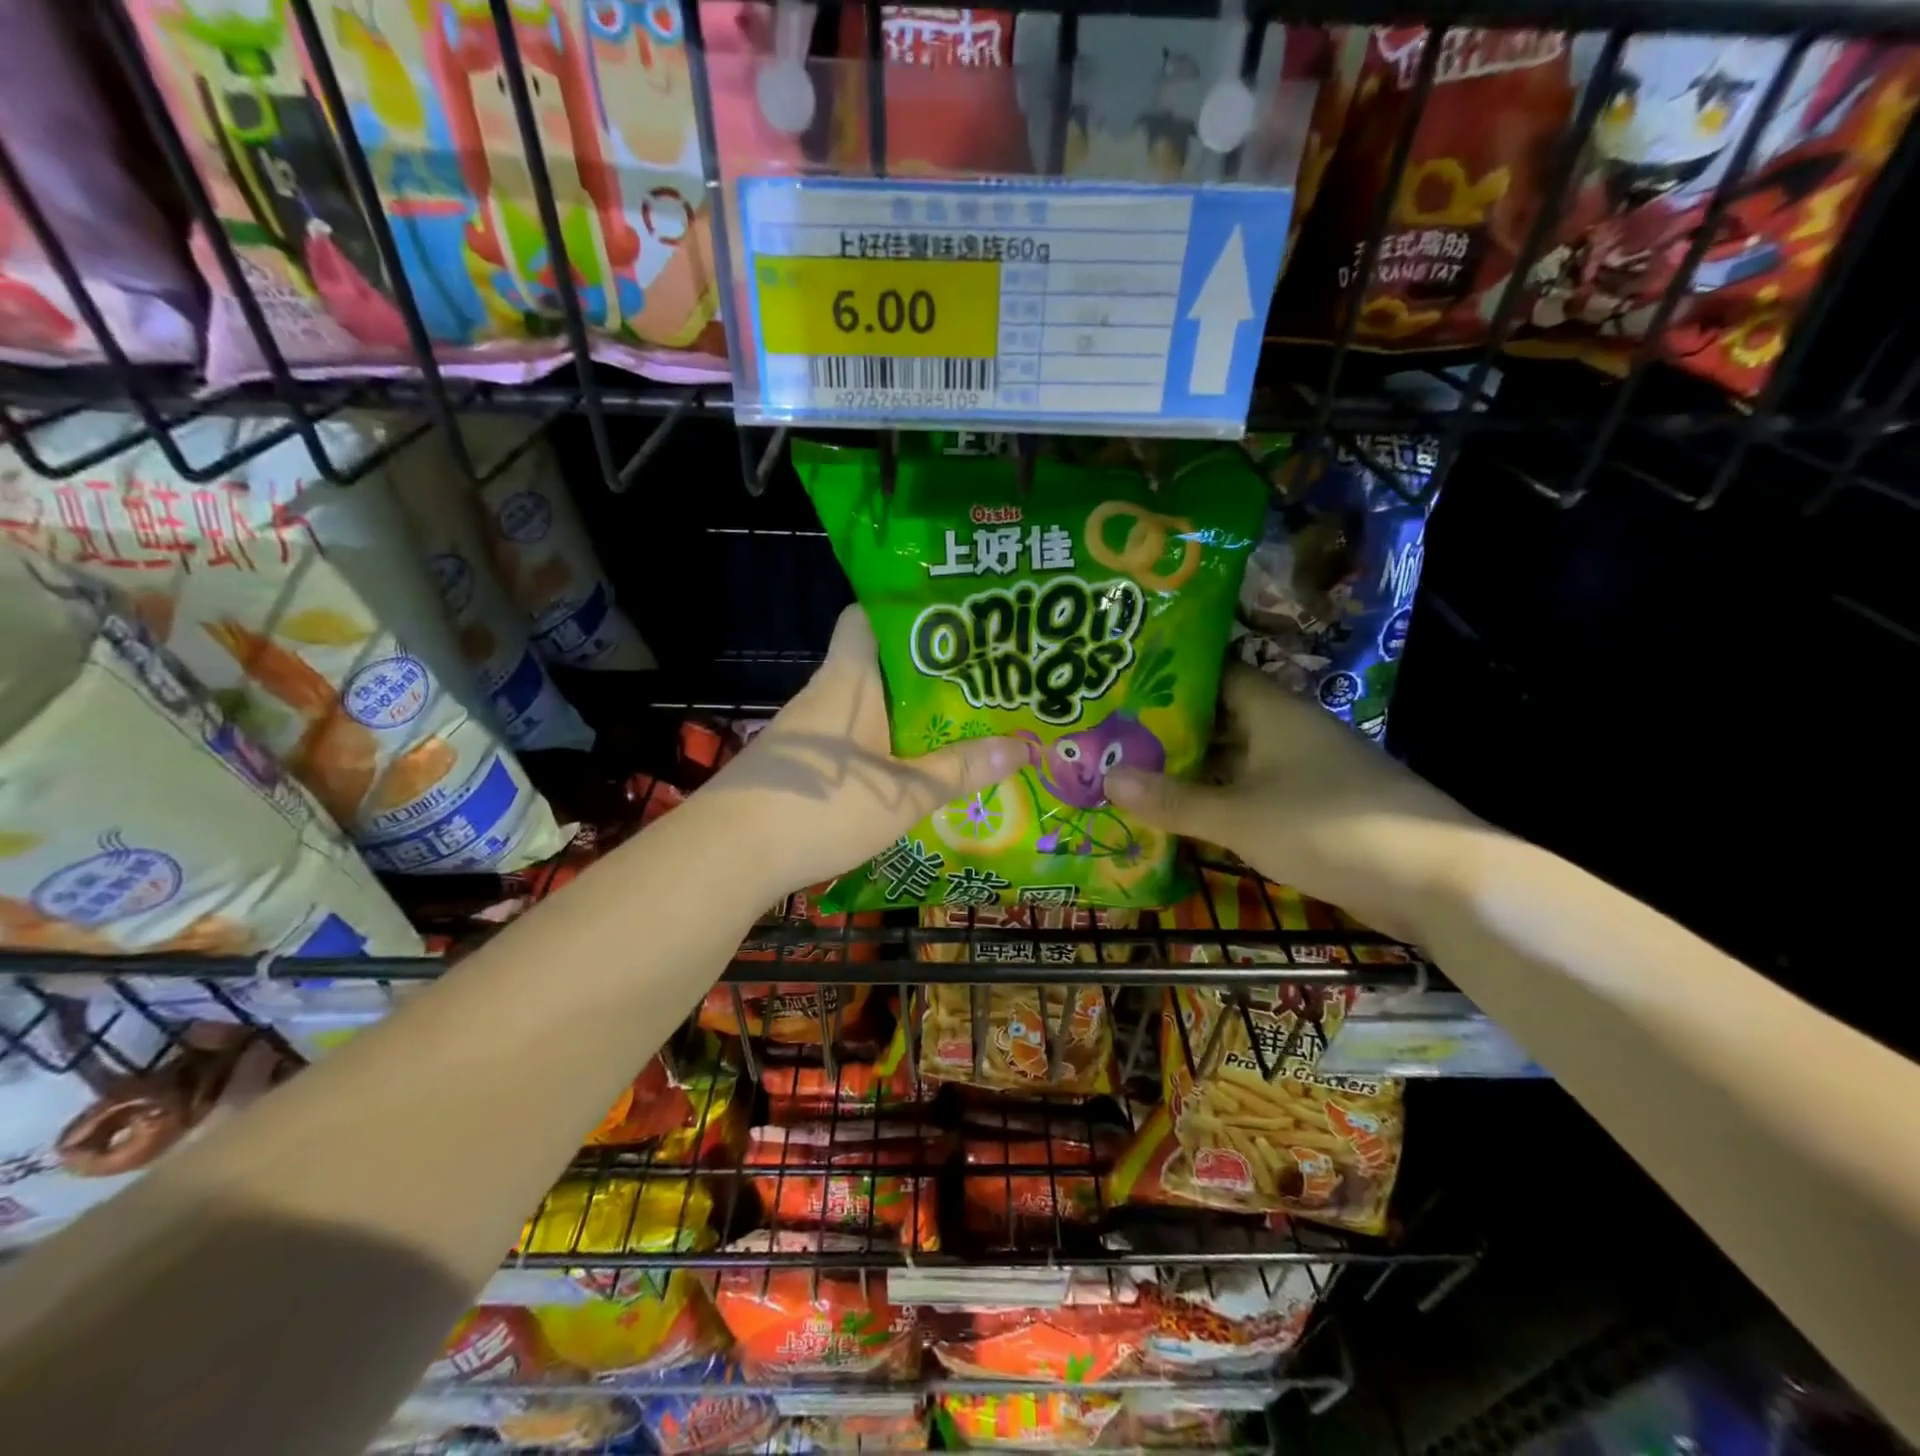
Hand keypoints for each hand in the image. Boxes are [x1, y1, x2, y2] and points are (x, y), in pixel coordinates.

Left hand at [698, 606, 1024, 901]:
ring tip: (952, 727)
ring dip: (900, 717)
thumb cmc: (823, 806)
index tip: (948, 622)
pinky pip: (845, 743)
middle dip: (921, 673)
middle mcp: (823, 696)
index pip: (864, 617)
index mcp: (848, 680)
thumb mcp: (903, 793)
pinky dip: (875, 750)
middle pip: (873, 666)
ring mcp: (803, 734)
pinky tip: (903, 775)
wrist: (728, 855)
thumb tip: (1024, 746)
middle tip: (974, 683)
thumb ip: (960, 770)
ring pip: (861, 708)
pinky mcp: (794, 768)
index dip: (901, 611)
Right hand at [1104, 665, 1487, 941]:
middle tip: (1116, 737)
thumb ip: (1175, 801)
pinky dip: (1223, 801)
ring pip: (1239, 760)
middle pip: (1223, 719)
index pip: (1217, 674)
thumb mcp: (1241, 816)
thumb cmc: (1331, 828)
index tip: (1125, 686)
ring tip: (1137, 773)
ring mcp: (1308, 772)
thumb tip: (1108, 779)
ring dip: (1196, 769)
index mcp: (1276, 713)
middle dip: (1173, 729)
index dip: (1173, 677)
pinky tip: (1188, 816)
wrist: (1437, 881)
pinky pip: (1257, 794)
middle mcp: (1292, 732)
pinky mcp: (1320, 809)